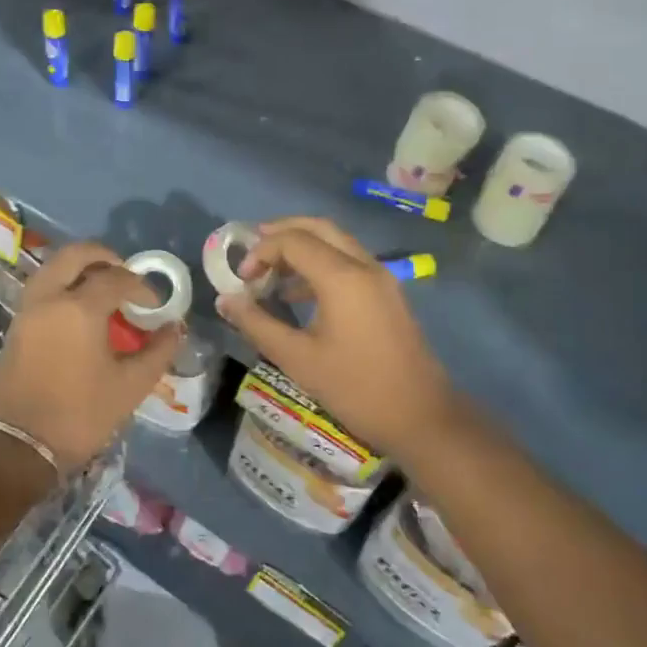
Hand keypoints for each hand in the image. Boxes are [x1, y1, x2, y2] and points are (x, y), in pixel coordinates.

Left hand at [0, 243, 179, 469]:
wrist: (20, 447)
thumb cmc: (80, 415)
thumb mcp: (130, 386)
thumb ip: (157, 351)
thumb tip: (174, 328)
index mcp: (79, 308)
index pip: (116, 279)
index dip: (141, 287)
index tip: (155, 305)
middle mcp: (49, 298)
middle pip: (75, 255)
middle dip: (105, 257)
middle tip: (126, 274)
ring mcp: (27, 310)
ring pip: (53, 267)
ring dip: (80, 269)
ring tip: (103, 290)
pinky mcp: (15, 326)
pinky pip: (42, 288)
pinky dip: (63, 284)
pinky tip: (80, 311)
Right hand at [214, 217, 458, 461]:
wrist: (422, 418)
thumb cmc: (356, 389)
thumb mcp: (297, 359)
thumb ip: (257, 324)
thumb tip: (225, 299)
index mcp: (342, 277)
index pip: (293, 241)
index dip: (260, 252)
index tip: (242, 280)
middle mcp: (364, 266)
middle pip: (318, 228)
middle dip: (282, 232)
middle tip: (252, 250)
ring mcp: (381, 278)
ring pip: (336, 242)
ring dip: (302, 247)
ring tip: (269, 271)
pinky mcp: (387, 294)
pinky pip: (348, 261)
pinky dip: (320, 264)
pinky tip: (298, 294)